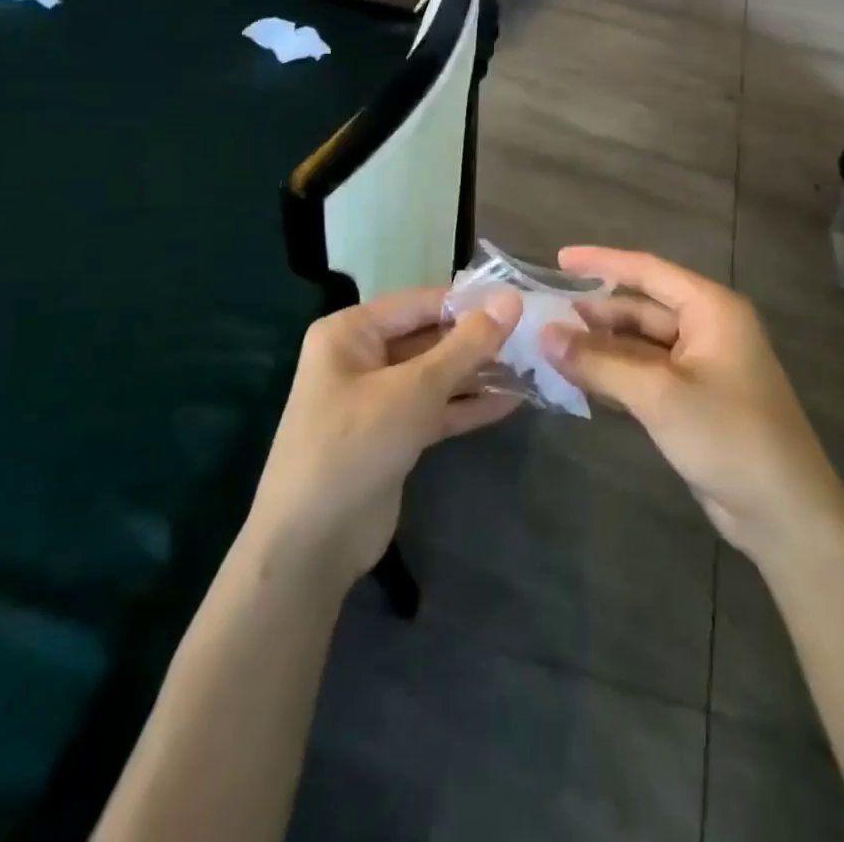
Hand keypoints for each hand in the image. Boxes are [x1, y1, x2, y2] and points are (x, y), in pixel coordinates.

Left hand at [244, 287, 522, 588]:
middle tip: (532, 337)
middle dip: (477, 340)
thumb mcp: (415, 389)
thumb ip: (467, 346)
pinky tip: (511, 401)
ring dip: (477, 374)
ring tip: (531, 366)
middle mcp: (361, 356)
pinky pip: (434, 409)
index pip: (420, 302)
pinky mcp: (391, 435)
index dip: (470, 302)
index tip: (521, 302)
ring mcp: (376, 398)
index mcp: (351, 331)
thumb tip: (512, 299)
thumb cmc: (356, 445)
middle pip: (428, 337)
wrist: (310, 545)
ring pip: (435, 375)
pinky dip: (467, 406)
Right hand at [540, 247, 843, 568]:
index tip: (559, 259)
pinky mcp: (693, 399)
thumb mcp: (658, 394)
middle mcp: (707, 328)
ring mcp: (701, 366)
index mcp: (711, 309)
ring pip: (640, 343)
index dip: (602, 262)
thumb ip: (599, 362)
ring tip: (552, 344)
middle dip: (595, 311)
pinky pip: (646, 373)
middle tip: (544, 314)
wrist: (784, 513)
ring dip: (601, 345)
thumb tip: (543, 336)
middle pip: (641, 307)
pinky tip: (579, 377)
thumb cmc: (728, 436)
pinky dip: (614, 373)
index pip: (648, 271)